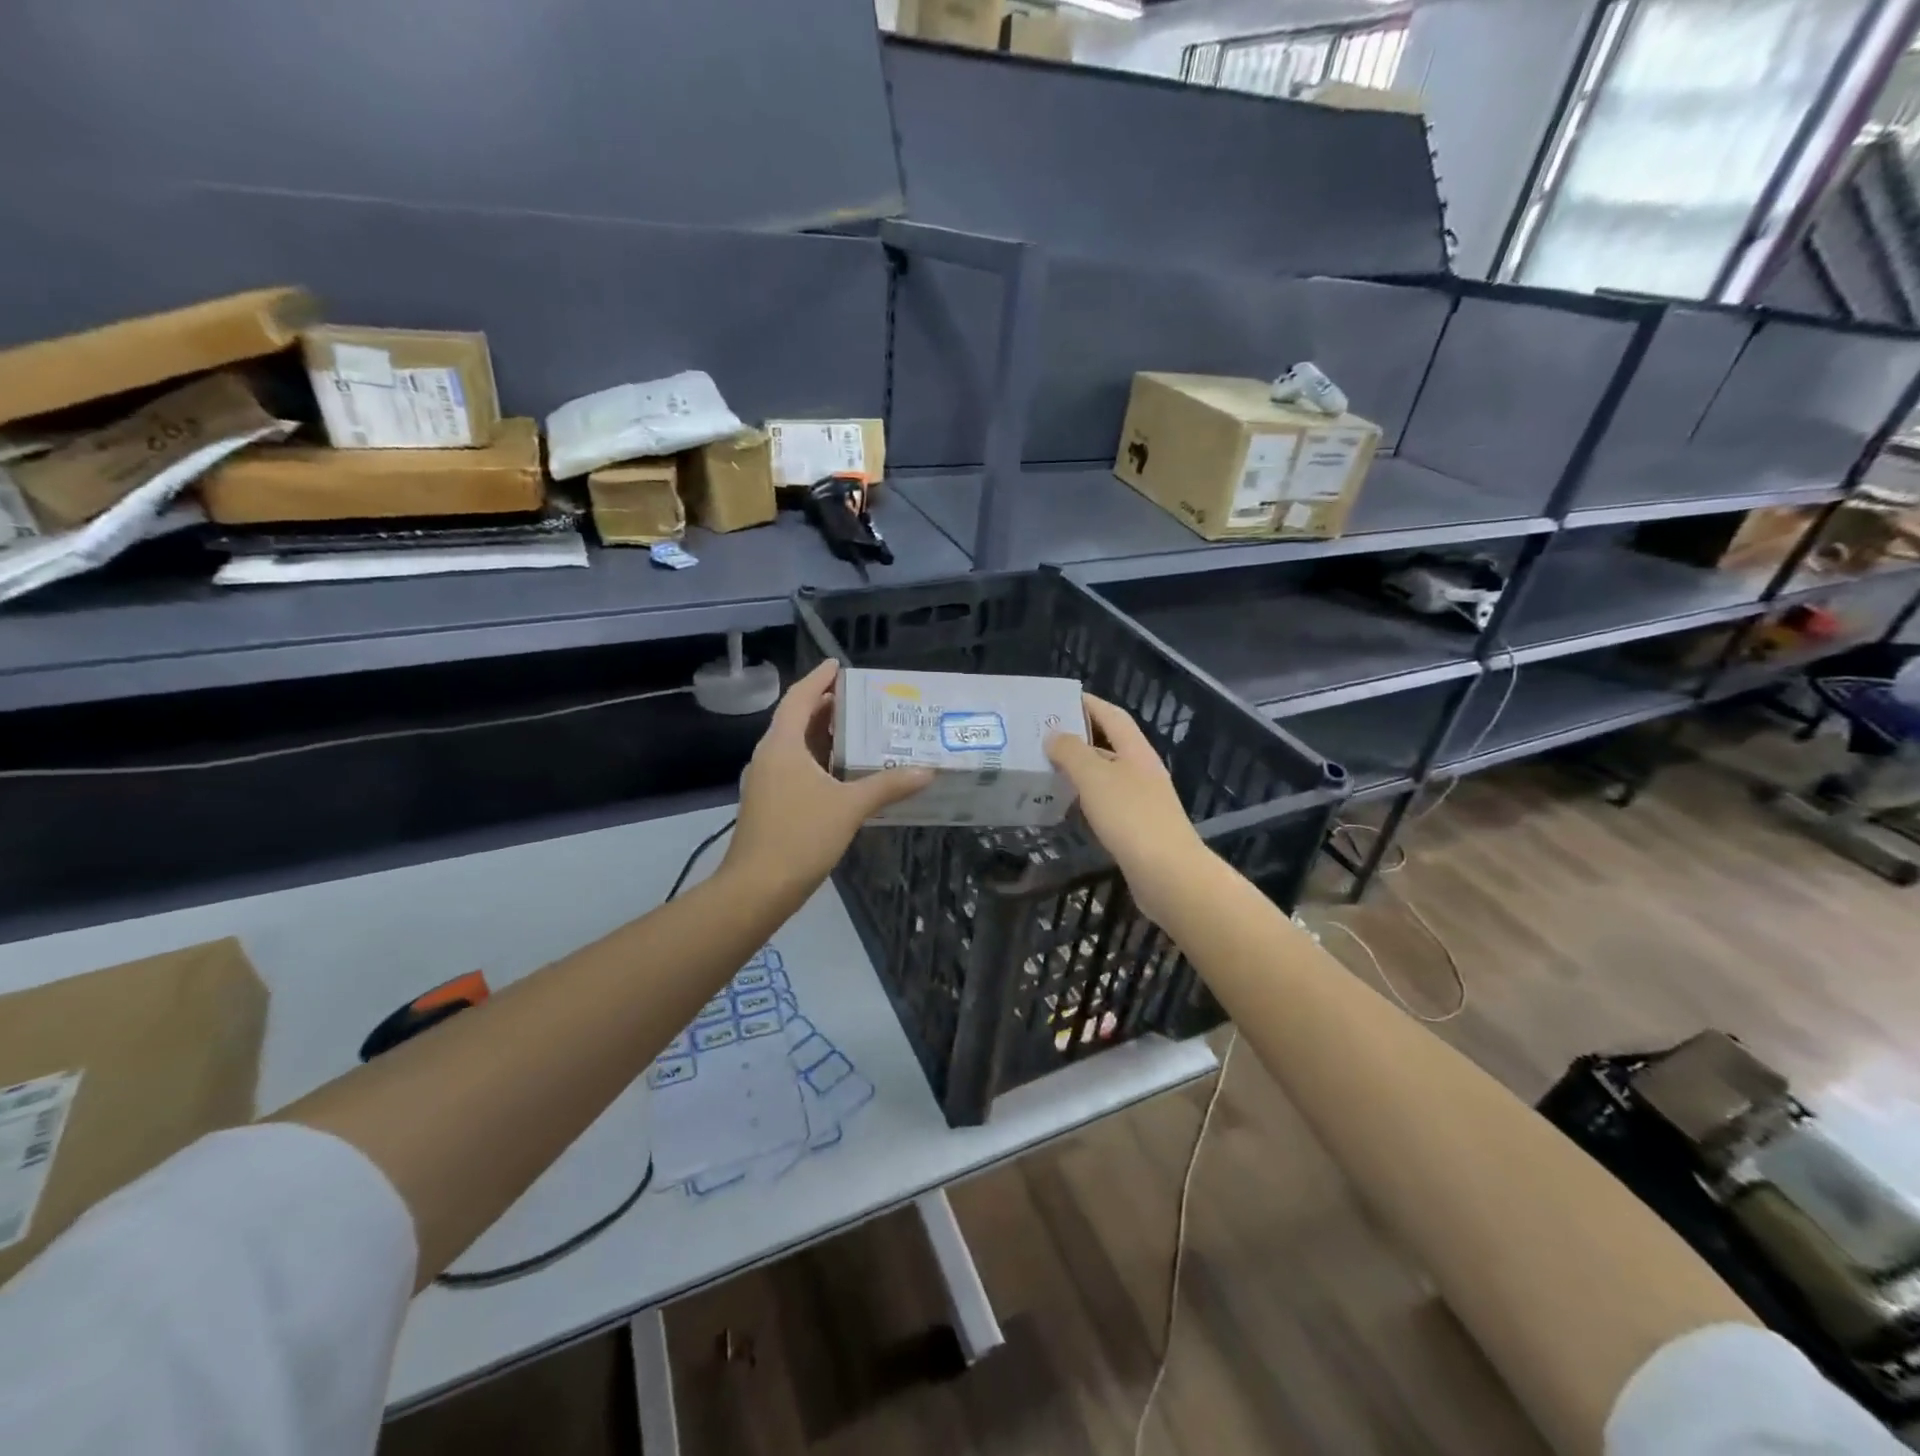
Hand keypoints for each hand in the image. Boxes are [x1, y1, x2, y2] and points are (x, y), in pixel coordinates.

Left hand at [724, 661, 932, 898]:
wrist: (756, 889)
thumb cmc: (800, 837)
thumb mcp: (849, 807)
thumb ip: (888, 786)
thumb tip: (927, 770)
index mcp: (782, 746)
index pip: (799, 698)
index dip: (818, 679)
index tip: (839, 665)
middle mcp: (770, 757)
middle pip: (797, 720)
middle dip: (826, 707)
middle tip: (862, 700)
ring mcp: (766, 782)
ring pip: (796, 747)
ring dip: (823, 736)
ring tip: (859, 730)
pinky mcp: (770, 804)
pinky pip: (796, 769)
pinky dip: (819, 762)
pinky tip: (844, 773)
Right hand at [1045, 694, 1206, 924]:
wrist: (1168, 874)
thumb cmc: (1130, 817)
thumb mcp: (1094, 777)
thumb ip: (1072, 752)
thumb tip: (1054, 734)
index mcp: (1136, 751)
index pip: (1113, 716)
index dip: (1089, 704)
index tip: (1061, 699)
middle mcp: (1142, 771)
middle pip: (1110, 744)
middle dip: (1079, 737)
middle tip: (1043, 736)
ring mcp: (1142, 801)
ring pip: (1106, 775)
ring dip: (1080, 769)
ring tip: (1046, 768)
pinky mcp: (1137, 828)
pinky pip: (1106, 802)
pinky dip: (1085, 798)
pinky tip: (1066, 806)